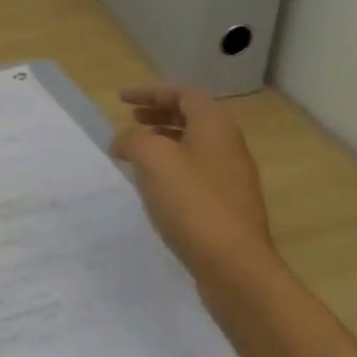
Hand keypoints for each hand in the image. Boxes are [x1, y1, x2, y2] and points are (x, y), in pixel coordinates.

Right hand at [112, 85, 275, 272]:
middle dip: (159, 114)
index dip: (151, 92)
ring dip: (165, 142)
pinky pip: (197, 173)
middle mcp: (229, 146)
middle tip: (132, 120)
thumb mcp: (152, 159)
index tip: (122, 100)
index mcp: (215, 126)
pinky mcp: (228, 206)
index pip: (184, 94)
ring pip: (195, 146)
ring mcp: (232, 178)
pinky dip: (173, 168)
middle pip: (193, 118)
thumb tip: (124, 143)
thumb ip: (133, 140)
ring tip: (137, 154)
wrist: (234, 265)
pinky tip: (155, 188)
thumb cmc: (192, 202)